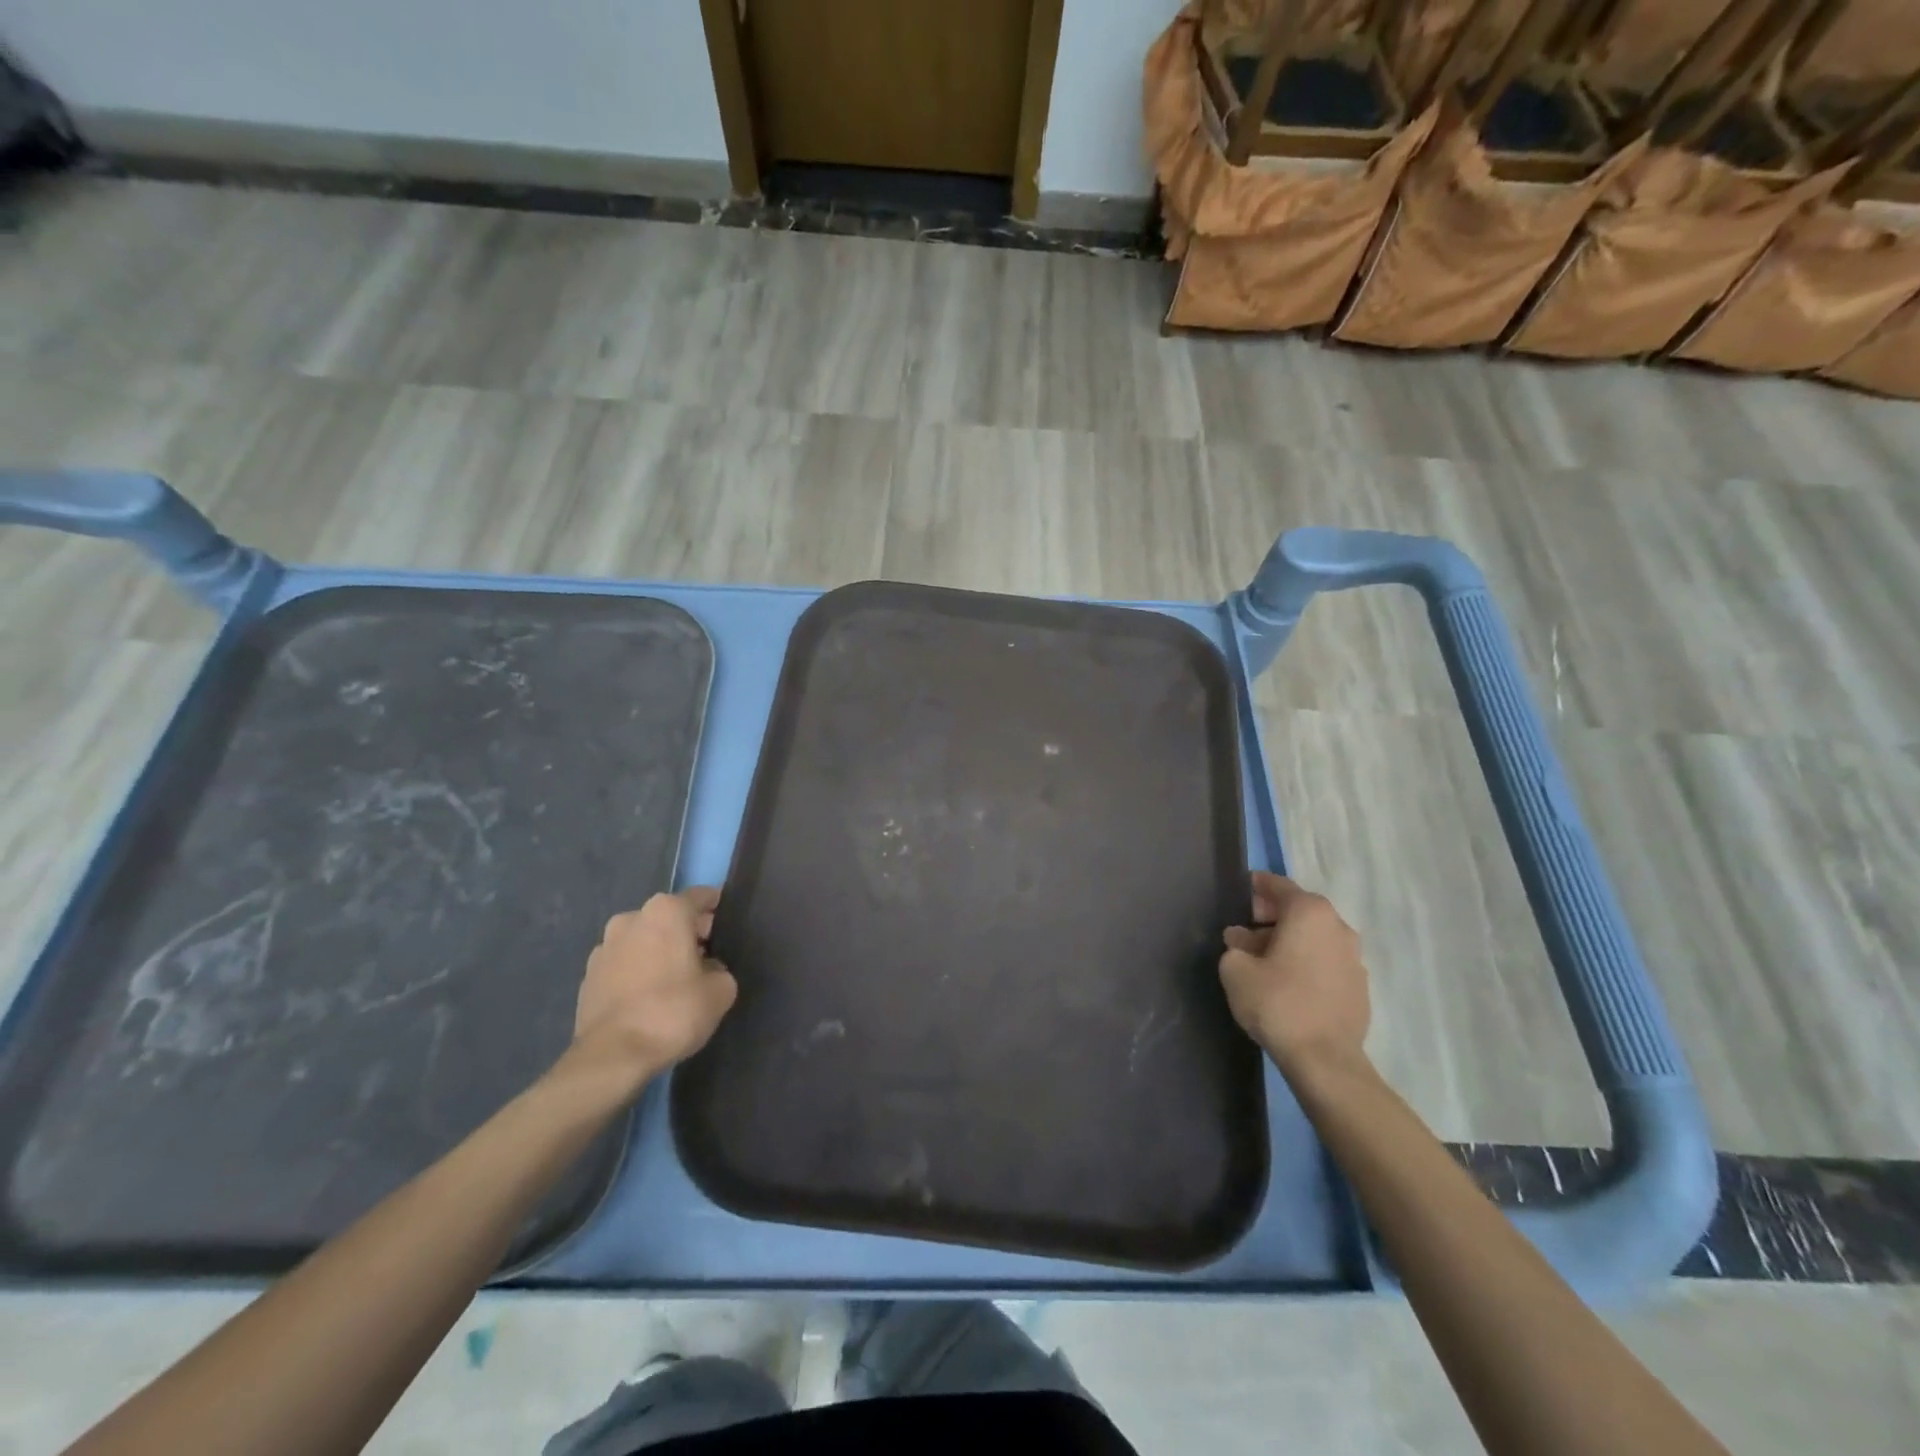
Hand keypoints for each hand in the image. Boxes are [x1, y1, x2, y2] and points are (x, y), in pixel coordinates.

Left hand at [571, 887, 737, 1090]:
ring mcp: (604, 946)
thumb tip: (707, 970)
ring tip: (675, 982)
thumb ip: (720, 970)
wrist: (612, 1057)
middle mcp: (631, 918)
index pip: (702, 896)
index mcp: (666, 911)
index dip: (718, 910)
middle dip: (688, 933)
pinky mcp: (588, 976)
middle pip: (670, 917)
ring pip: (644, 940)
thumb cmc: (672, 1012)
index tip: (728, 928)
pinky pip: (624, 964)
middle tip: (706, 960)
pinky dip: (638, 972)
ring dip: (659, 952)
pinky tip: (648, 999)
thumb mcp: (721, 991)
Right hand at [1219, 872, 1369, 1073]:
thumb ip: (1235, 945)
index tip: (1241, 890)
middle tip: (1246, 931)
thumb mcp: (1235, 969)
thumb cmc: (1277, 1003)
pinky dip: (1307, 961)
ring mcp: (1354, 957)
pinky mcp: (1360, 986)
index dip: (1257, 886)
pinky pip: (1327, 960)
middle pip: (1299, 909)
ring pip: (1315, 936)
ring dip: (1290, 940)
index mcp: (1309, 913)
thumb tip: (1242, 939)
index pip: (1278, 886)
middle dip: (1271, 916)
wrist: (1325, 1060)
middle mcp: (1338, 926)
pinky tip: (1288, 982)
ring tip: (1264, 960)